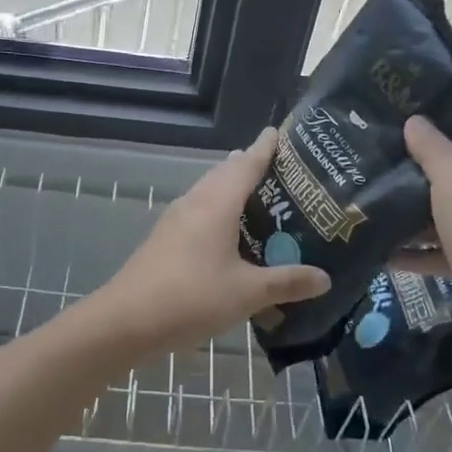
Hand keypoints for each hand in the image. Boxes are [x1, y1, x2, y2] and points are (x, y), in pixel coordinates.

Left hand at [96, 127, 329, 354]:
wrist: (126, 320)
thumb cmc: (191, 298)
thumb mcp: (247, 293)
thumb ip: (286, 282)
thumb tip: (325, 278)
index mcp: (217, 204)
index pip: (247, 163)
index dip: (265, 147)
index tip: (279, 132)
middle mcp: (196, 202)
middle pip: (225, 172)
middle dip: (250, 165)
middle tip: (281, 169)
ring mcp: (176, 219)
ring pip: (209, 190)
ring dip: (232, 186)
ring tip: (259, 195)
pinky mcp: (166, 237)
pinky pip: (199, 209)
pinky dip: (219, 207)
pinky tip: (228, 231)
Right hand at [393, 116, 451, 355]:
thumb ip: (433, 152)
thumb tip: (415, 120)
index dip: (435, 140)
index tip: (397, 136)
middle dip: (418, 183)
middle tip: (377, 172)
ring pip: (451, 219)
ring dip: (416, 220)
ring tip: (373, 211)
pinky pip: (449, 251)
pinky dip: (422, 252)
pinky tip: (385, 255)